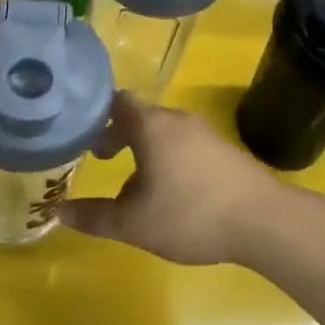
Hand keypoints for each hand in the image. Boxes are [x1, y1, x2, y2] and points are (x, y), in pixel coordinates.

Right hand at [58, 92, 281, 264]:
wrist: (264, 221)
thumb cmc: (191, 215)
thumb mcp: (134, 223)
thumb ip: (94, 216)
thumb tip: (60, 211)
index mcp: (152, 125)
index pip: (117, 101)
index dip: (96, 115)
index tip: (80, 134)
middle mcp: (178, 120)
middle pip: (140, 117)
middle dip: (118, 136)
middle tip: (99, 158)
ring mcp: (205, 133)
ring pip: (164, 133)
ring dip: (143, 151)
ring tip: (132, 186)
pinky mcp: (224, 150)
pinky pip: (185, 145)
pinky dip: (168, 159)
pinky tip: (169, 194)